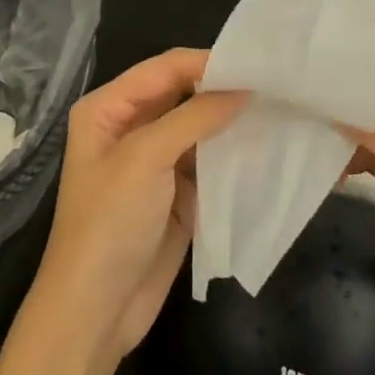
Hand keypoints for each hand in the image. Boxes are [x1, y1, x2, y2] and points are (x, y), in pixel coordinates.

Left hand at [27, 49, 244, 371]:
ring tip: (278, 107)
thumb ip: (194, 117)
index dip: (206, 63)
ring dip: (232, 119)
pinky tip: (266, 144)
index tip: (255, 63)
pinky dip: (232, 152)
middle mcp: (130, 126)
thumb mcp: (145, 159)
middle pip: (182, 93)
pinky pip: (208, 160)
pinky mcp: (176, 191)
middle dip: (222, 88)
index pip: (164, 68)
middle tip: (274, 82)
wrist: (96, 312)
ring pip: (199, 126)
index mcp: (108, 107)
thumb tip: (244, 88)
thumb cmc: (109, 223)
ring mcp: (155, 161)